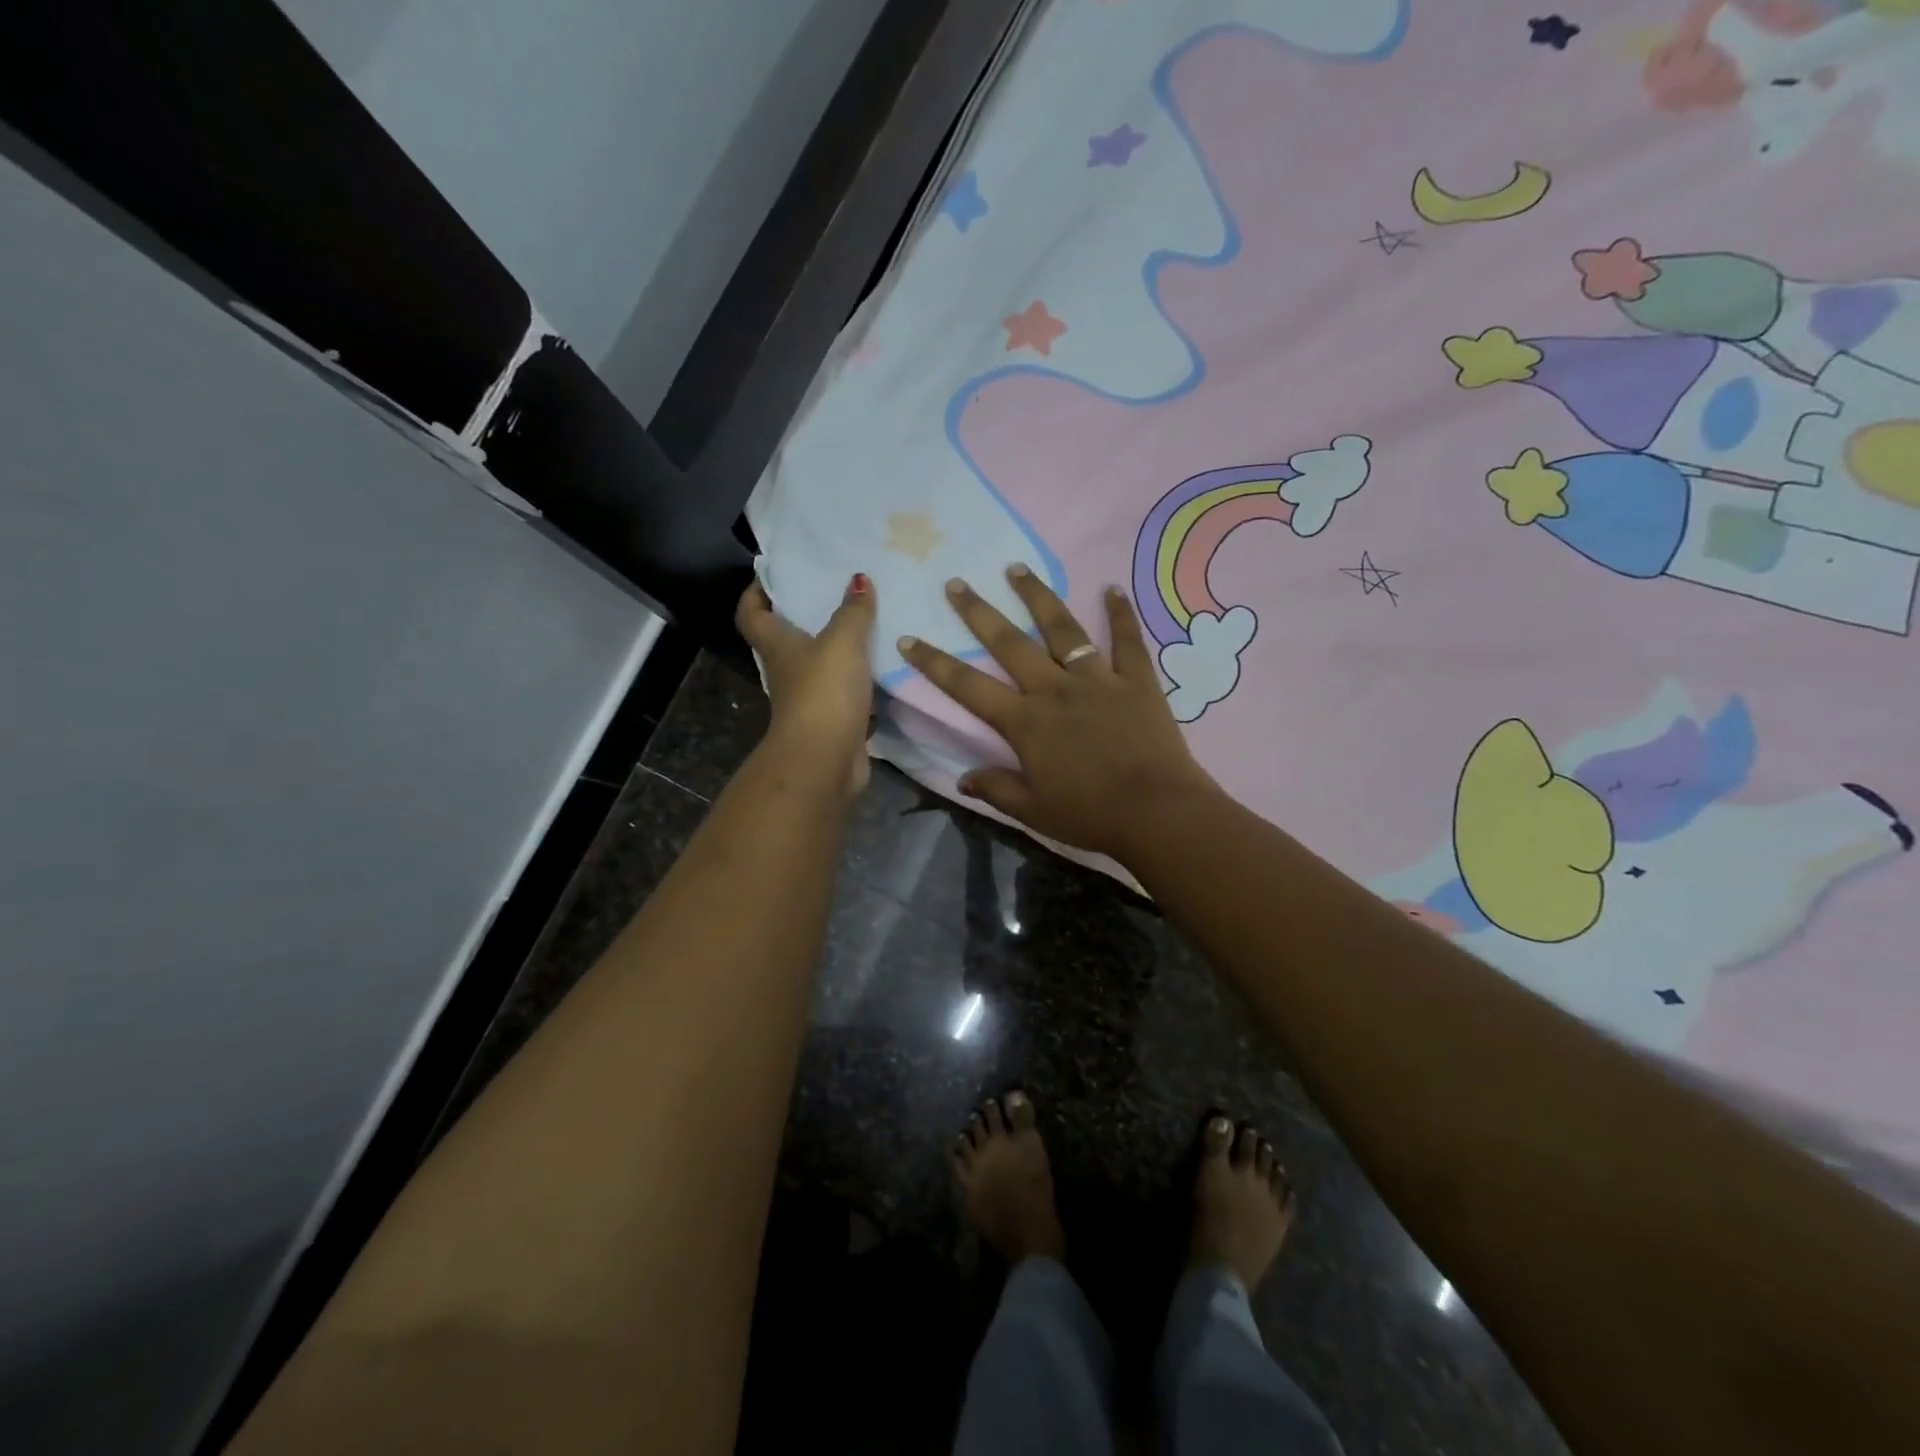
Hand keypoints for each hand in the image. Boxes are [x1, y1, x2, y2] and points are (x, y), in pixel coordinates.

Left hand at [737, 574, 876, 794]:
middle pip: (788, 638)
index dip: (756, 592)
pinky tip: (886, 666)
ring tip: (870, 622)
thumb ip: (852, 611)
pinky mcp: (833, 720)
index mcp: (777, 645)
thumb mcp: (842, 642)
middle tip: (837, 590)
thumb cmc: (823, 692)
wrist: (826, 759)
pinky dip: (862, 681)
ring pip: (821, 665)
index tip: (776, 574)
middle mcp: (788, 670)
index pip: (751, 613)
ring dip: (840, 649)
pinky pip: (847, 692)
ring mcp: (809, 698)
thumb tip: (858, 579)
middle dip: (807, 616)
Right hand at [898, 566, 1216, 860]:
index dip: (935, 663)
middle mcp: (1054, 689)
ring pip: (1062, 628)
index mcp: (1025, 721)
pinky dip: (1121, 613)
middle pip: (1009, 643)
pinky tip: (1113, 587)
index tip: (909, 638)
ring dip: (1037, 596)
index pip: (968, 686)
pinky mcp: (1136, 681)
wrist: (1156, 812)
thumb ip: (996, 788)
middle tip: (956, 583)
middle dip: (978, 612)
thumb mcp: (1033, 811)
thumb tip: (963, 778)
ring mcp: (1097, 679)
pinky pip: (1128, 640)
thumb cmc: (1090, 814)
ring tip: (1016, 568)